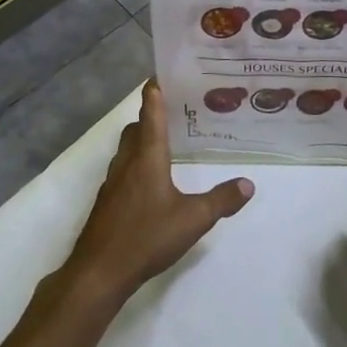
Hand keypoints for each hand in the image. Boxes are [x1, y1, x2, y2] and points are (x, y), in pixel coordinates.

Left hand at [63, 81, 253, 306]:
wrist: (99, 272)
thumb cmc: (146, 237)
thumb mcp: (193, 219)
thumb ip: (221, 200)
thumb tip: (248, 183)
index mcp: (147, 157)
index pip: (151, 114)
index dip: (155, 93)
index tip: (160, 74)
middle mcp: (127, 163)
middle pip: (136, 130)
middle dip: (150, 117)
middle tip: (174, 113)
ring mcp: (113, 184)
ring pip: (127, 151)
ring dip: (142, 141)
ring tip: (166, 145)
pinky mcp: (107, 203)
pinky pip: (123, 172)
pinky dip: (136, 165)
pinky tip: (152, 184)